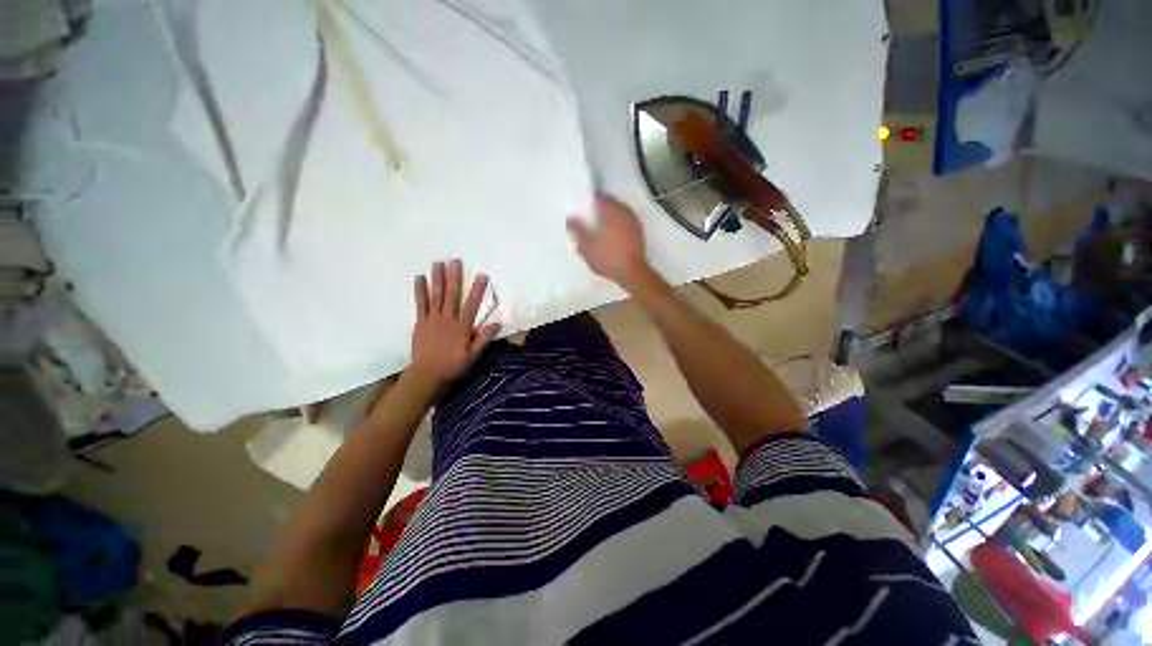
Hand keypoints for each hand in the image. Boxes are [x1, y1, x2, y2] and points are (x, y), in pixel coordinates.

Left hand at [409, 259, 499, 387]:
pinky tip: (420, 278)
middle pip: (451, 295)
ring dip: (437, 278)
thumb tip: (497, 322)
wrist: (427, 374)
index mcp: (461, 326)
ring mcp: (432, 319)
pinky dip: (420, 290)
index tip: (482, 276)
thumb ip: (484, 338)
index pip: (471, 305)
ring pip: (436, 295)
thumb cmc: (453, 365)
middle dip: (454, 277)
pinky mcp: (420, 322)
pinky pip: (420, 303)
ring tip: (438, 263)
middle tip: (455, 260)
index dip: (477, 290)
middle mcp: (447, 319)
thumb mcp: (473, 355)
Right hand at [567, 194, 649, 286]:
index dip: (589, 201)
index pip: (599, 197)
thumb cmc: (607, 258)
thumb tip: (571, 218)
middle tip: (589, 217)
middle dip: (600, 209)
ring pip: (620, 212)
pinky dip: (619, 225)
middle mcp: (624, 212)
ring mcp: (634, 222)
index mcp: (611, 211)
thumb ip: (578, 230)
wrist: (631, 272)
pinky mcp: (640, 233)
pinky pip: (626, 223)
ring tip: (600, 227)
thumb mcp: (586, 246)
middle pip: (611, 203)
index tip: (582, 208)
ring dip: (611, 217)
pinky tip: (612, 236)